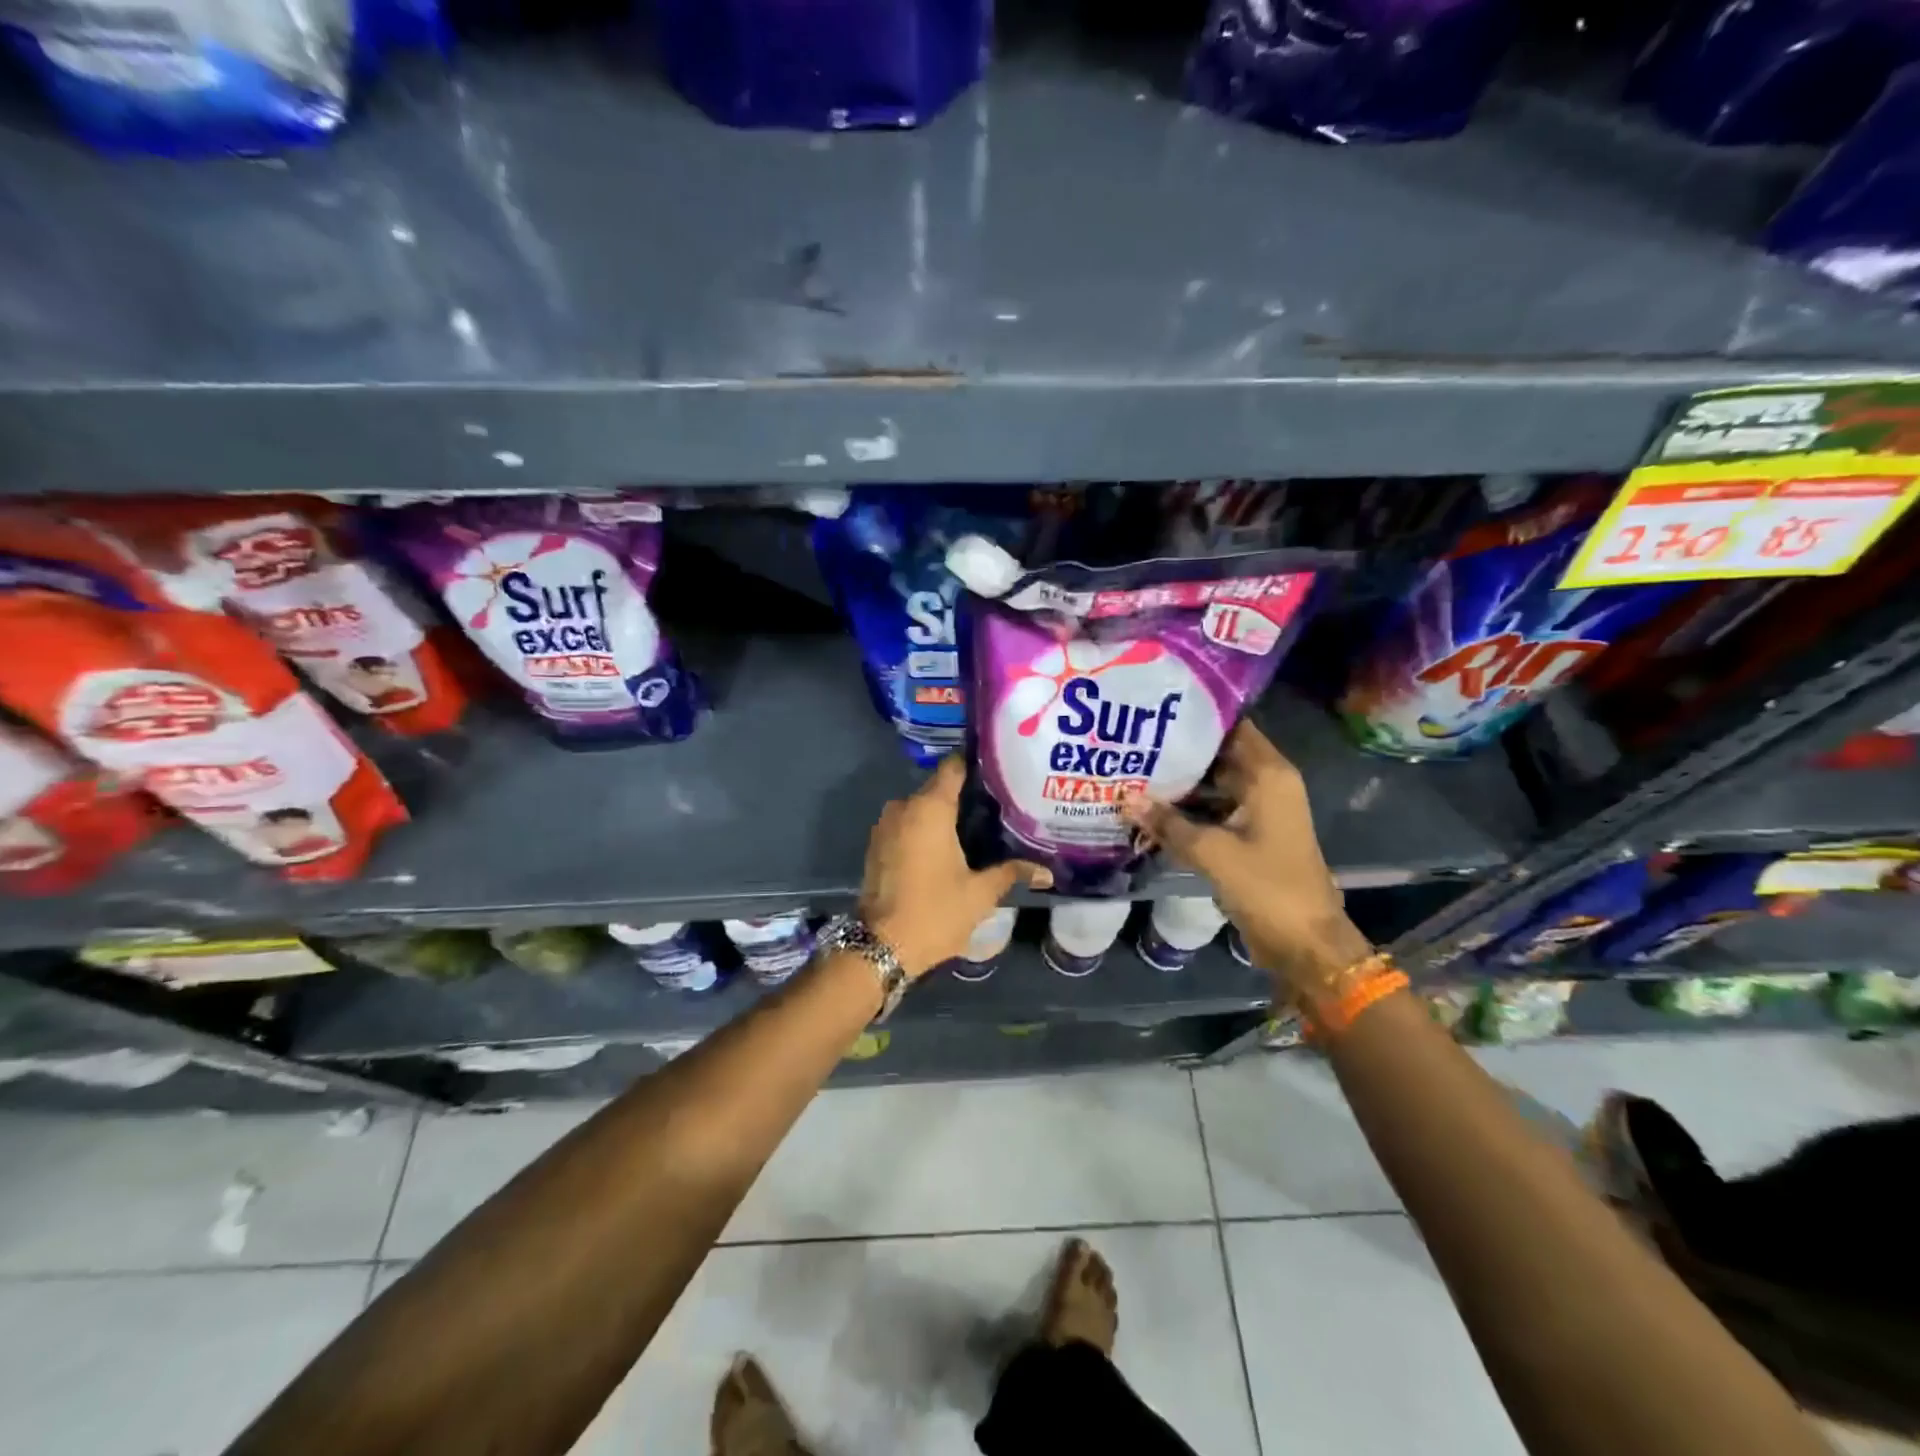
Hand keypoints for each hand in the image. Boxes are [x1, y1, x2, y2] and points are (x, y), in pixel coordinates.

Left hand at [858, 756, 1051, 977]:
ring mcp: (885, 825)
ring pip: (921, 808)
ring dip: (943, 815)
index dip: (976, 765)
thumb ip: (1011, 872)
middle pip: (938, 787)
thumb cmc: (935, 912)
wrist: (881, 946)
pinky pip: (906, 825)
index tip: (999, 773)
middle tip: (997, 806)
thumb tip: (1046, 871)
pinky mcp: (876, 845)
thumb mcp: (980, 894)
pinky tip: (948, 847)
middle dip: (964, 795)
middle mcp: (904, 807)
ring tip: (977, 827)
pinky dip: (925, 830)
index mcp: (930, 808)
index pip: (954, 767)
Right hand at [1121, 722, 1369, 996]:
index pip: (1232, 727)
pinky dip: (1186, 811)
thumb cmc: (1268, 888)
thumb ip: (1168, 823)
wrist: (1306, 945)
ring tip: (1131, 771)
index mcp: (1269, 776)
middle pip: (1218, 755)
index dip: (1197, 716)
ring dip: (1178, 784)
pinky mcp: (1248, 836)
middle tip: (1132, 742)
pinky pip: (1212, 812)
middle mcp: (1266, 785)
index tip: (1155, 709)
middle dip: (1178, 751)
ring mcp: (1257, 812)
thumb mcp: (1213, 853)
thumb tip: (1124, 798)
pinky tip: (1148, 810)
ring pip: (1212, 785)